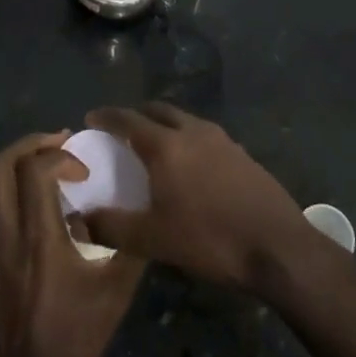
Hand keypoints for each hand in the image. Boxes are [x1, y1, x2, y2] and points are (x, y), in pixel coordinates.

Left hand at [0, 131, 144, 356]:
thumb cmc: (73, 339)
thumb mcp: (115, 292)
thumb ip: (130, 246)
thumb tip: (145, 214)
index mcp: (37, 238)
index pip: (34, 171)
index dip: (61, 156)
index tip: (86, 170)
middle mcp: (8, 235)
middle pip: (0, 167)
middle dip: (32, 144)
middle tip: (64, 143)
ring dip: (25, 165)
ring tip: (59, 168)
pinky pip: (1, 207)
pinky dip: (22, 190)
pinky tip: (52, 207)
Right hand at [82, 103, 318, 296]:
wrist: (277, 245)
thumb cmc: (209, 239)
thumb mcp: (153, 240)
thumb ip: (111, 226)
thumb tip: (79, 218)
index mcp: (167, 145)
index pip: (129, 120)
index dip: (107, 117)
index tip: (91, 117)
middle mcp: (194, 131)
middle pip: (159, 110)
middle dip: (137, 115)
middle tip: (121, 129)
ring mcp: (222, 139)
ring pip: (185, 120)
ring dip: (165, 124)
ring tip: (154, 144)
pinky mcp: (242, 153)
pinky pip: (205, 135)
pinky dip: (188, 138)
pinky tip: (190, 164)